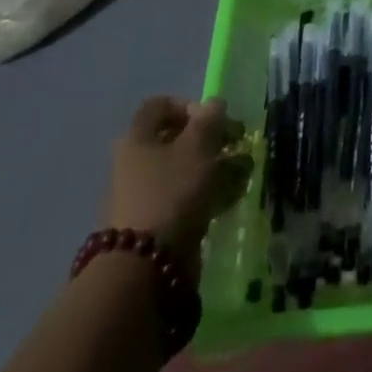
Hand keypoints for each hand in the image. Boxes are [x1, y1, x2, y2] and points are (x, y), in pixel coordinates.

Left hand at [105, 97, 251, 252]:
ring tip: (238, 175)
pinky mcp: (153, 225)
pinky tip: (228, 200)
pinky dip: (205, 195)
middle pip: (173, 140)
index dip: (189, 105)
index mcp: (137, 138)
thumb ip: (210, 119)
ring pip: (182, 171)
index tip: (213, 119)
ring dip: (212, 168)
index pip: (159, 106)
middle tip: (233, 146)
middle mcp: (133, 164)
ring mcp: (141, 197)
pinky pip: (182, 199)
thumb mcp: (198, 145)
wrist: (144, 267)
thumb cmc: (171, 192)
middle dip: (208, 140)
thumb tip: (213, 104)